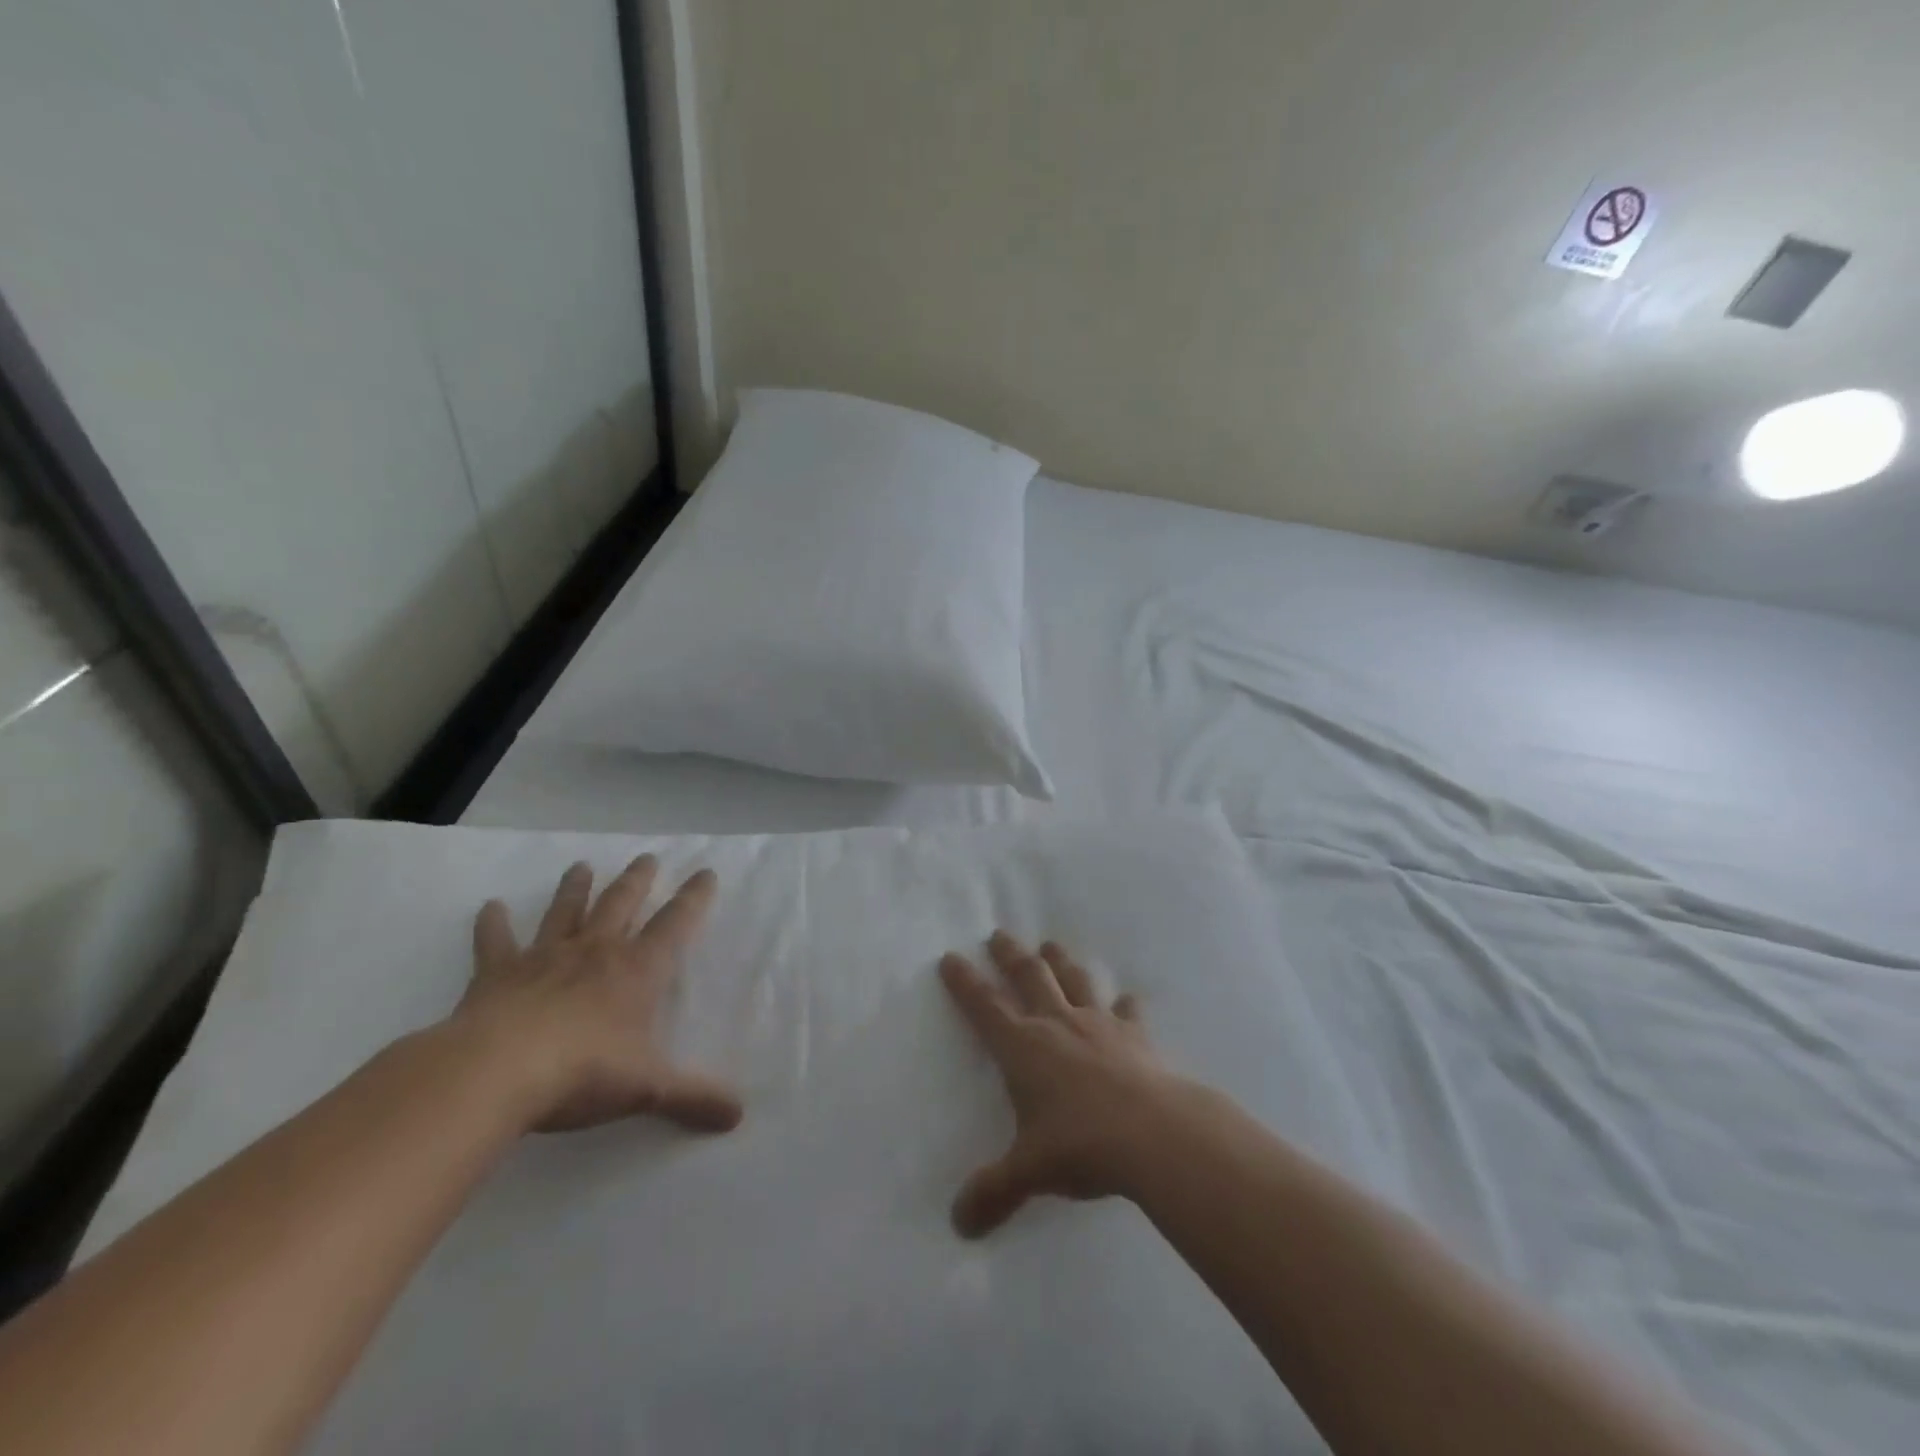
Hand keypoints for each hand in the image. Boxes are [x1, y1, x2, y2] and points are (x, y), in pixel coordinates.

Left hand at [453, 855, 743, 1134]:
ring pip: (564, 912)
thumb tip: (739, 1115)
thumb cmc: (583, 1072)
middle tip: (646, 857)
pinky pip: (494, 943)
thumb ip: (693, 1098)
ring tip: (581, 865)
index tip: (705, 872)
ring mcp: (544, 958)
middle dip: (637, 880)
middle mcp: (595, 952)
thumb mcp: (649, 1088)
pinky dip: (492, 925)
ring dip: (574, 889)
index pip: (675, 924)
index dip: (693, 898)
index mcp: (636, 970)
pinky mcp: (497, 974)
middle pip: (620, 904)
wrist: (497, 1072)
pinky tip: (488, 907)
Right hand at [939, 932, 1183, 1236]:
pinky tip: (1128, 999)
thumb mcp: (1030, 1172)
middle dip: (1010, 955)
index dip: (964, 982)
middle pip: (1029, 977)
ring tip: (1051, 945)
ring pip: (1075, 981)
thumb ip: (993, 1192)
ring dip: (1060, 962)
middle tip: (998, 934)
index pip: (984, 1007)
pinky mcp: (1136, 1036)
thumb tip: (958, 1225)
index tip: (951, 958)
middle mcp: (1057, 1024)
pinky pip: (1129, 1012)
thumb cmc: (1081, 1145)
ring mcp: (1099, 1025)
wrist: (1155, 1134)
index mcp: (1024, 1047)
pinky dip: (1126, 1005)